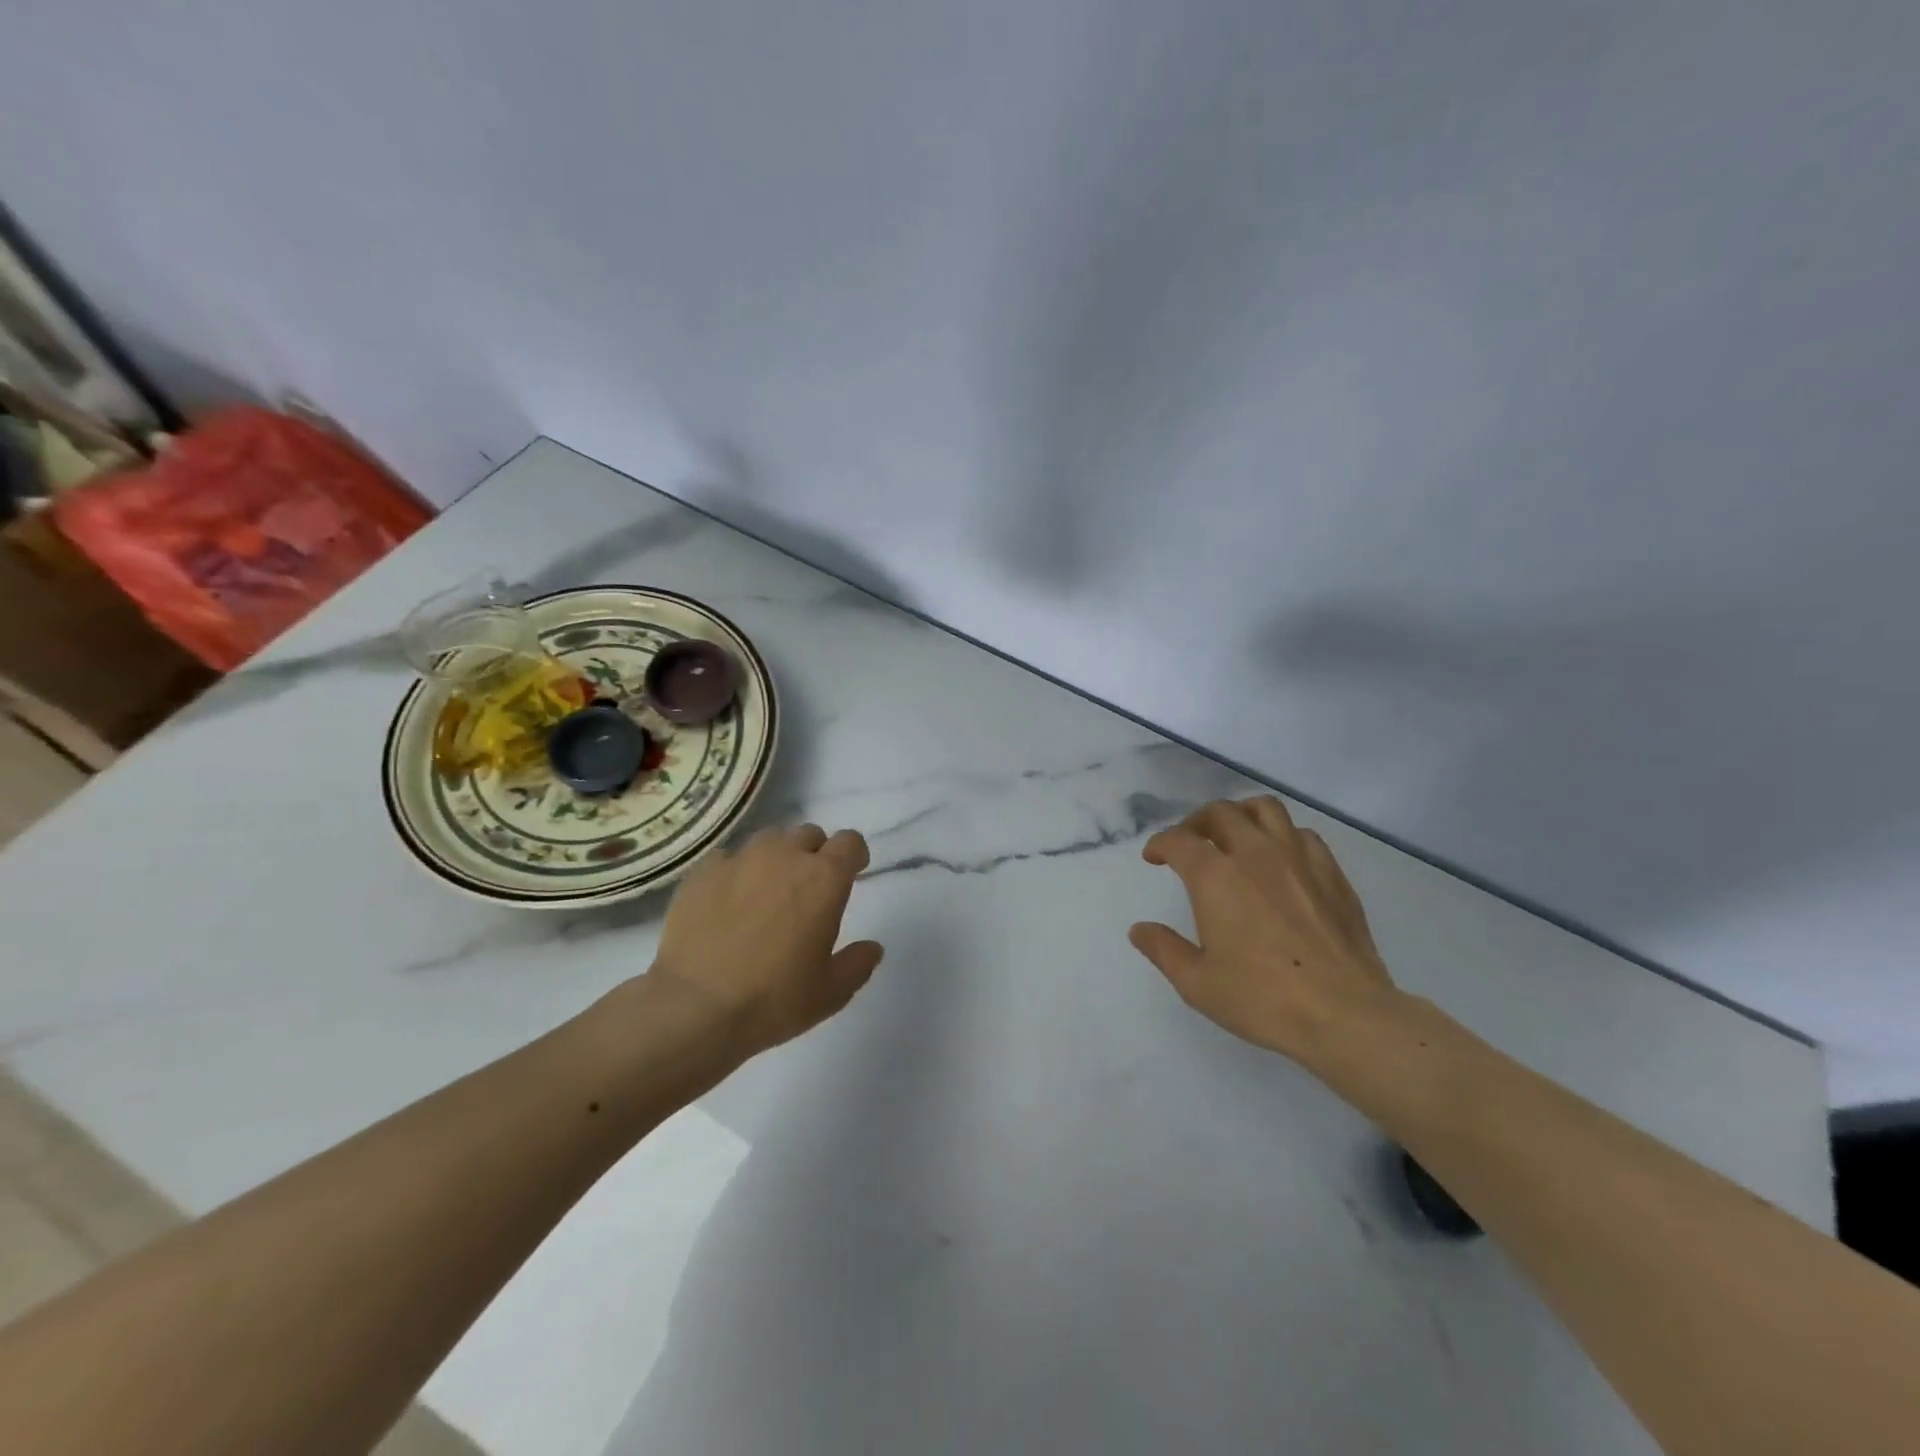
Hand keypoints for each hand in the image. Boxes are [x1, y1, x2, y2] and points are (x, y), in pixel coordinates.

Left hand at [646, 824, 884, 1059]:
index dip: (854, 855)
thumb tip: (872, 948)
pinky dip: (736, 871)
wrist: (695, 1007)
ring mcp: (740, 859)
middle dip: (814, 854)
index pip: (849, 842)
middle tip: (808, 888)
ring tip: (767, 890)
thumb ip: (858, 963)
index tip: (852, 873)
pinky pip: (728, 857)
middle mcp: (784, 856)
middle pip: (809, 834)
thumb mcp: (831, 992)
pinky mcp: (702, 872)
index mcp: (824, 878)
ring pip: (769, 840)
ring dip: (777, 857)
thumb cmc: (774, 999)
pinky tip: (728, 900)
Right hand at [1130, 797, 1399, 1063]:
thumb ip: (1163, 949)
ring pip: (1265, 809)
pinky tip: (1280, 859)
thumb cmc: (1262, 998)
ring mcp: (1298, 859)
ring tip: (1234, 834)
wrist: (1345, 1014)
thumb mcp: (1197, 983)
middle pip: (1220, 812)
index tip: (1154, 857)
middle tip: (1190, 843)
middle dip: (1196, 822)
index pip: (1179, 840)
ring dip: (1241, 814)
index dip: (1160, 844)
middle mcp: (1255, 854)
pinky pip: (1302, 834)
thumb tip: (1139, 929)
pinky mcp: (1332, 873)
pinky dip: (1282, 836)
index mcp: (1216, 876)